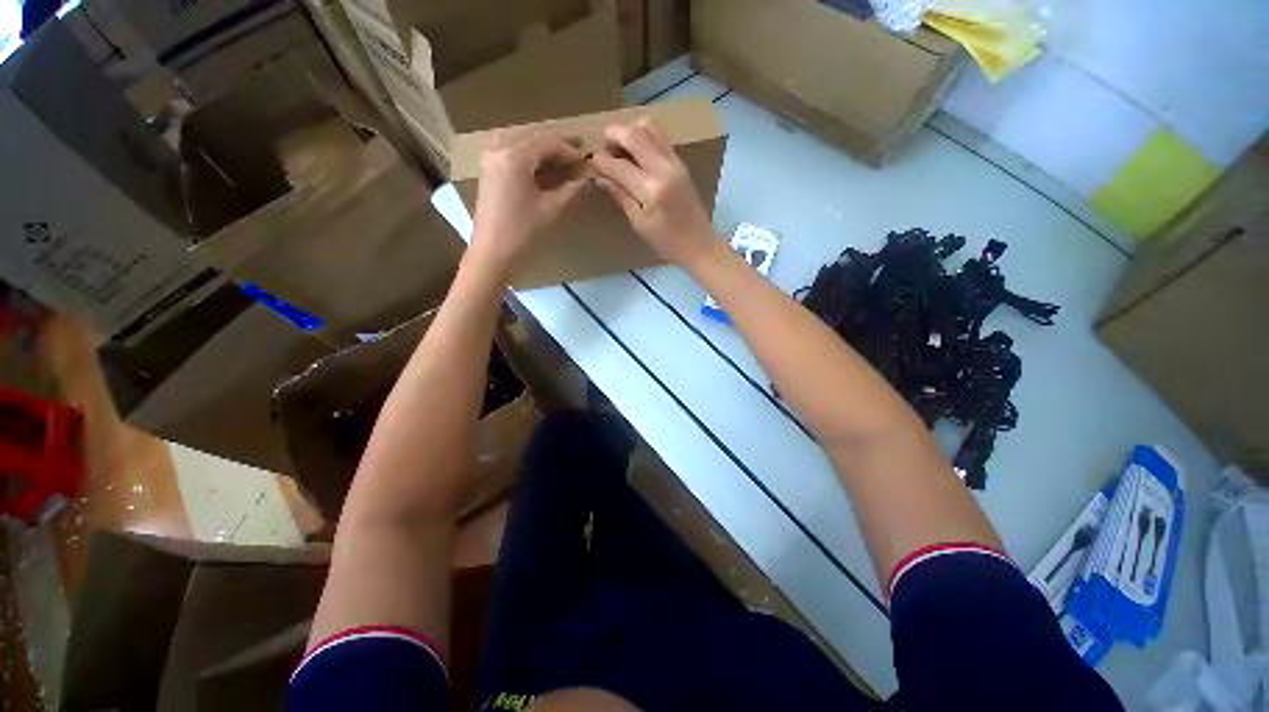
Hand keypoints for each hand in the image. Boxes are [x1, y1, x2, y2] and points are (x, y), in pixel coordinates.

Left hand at [470, 129, 587, 277]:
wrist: (493, 253)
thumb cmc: (523, 232)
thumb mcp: (551, 210)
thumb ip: (571, 190)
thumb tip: (589, 177)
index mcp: (514, 156)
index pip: (548, 143)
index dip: (569, 150)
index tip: (587, 158)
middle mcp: (499, 149)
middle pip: (532, 136)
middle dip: (556, 141)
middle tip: (579, 146)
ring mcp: (490, 158)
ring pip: (520, 139)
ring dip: (541, 144)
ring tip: (561, 152)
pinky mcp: (488, 170)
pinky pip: (509, 148)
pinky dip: (527, 150)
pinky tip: (538, 160)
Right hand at [591, 118, 714, 267]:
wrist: (700, 244)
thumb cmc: (667, 242)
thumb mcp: (639, 224)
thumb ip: (620, 196)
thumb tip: (600, 176)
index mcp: (651, 190)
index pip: (619, 165)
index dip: (601, 160)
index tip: (591, 163)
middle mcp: (664, 169)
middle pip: (634, 134)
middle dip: (614, 135)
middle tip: (605, 150)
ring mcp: (675, 162)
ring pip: (650, 127)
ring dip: (630, 131)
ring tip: (621, 149)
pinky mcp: (681, 162)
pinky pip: (660, 136)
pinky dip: (644, 136)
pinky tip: (637, 154)